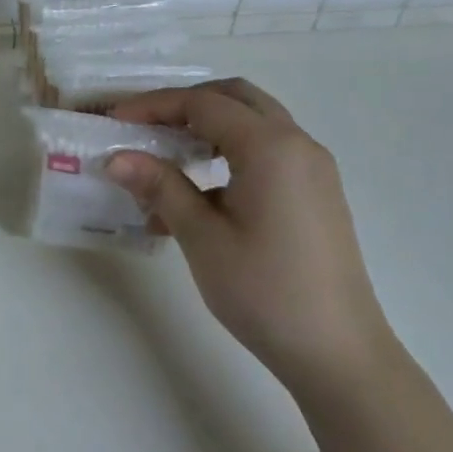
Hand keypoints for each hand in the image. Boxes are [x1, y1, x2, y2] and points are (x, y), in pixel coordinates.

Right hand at [105, 79, 396, 400]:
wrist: (338, 353)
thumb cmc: (264, 291)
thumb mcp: (202, 236)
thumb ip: (160, 187)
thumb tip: (116, 158)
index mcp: (270, 147)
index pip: (203, 103)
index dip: (153, 106)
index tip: (114, 122)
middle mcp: (297, 144)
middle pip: (234, 98)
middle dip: (184, 105)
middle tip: (144, 128)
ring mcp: (312, 169)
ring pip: (253, 123)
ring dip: (208, 128)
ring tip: (167, 157)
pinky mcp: (315, 193)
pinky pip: (267, 152)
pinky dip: (230, 152)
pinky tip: (200, 193)